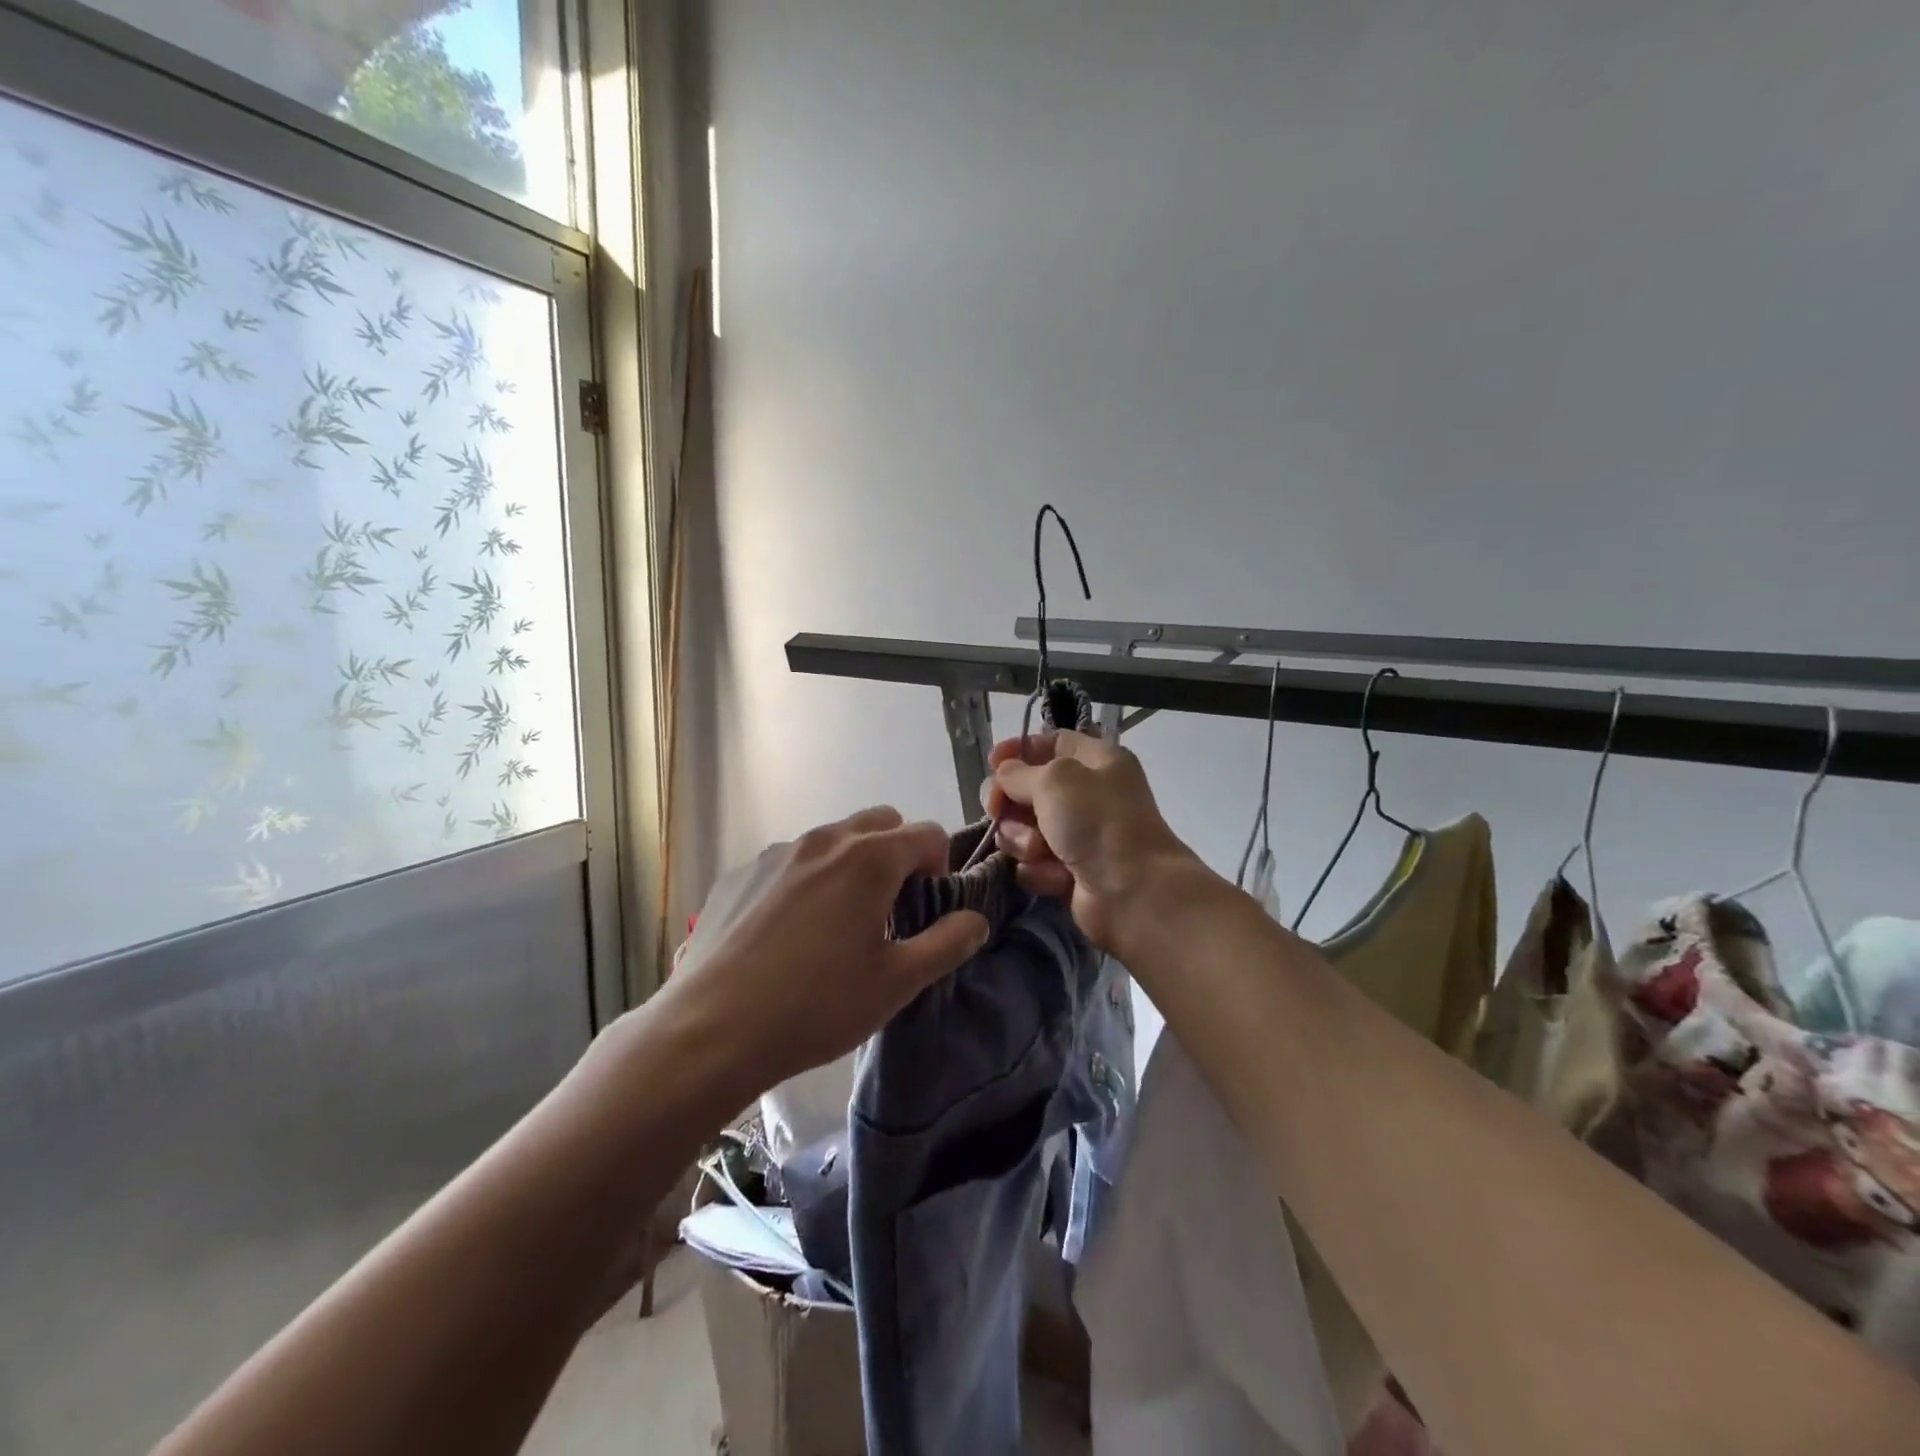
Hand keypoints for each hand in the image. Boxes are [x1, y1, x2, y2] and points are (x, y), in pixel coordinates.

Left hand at [661, 807, 991, 1092]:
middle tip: (890, 908)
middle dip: (897, 853)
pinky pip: (789, 862)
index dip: (940, 864)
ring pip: (831, 840)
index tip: (928, 906)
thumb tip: (976, 920)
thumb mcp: (897, 982)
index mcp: (869, 859)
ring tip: (837, 924)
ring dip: (850, 864)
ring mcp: (776, 854)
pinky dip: (805, 880)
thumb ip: (947, 943)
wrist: (712, 1031)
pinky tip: (787, 933)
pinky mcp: (739, 874)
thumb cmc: (817, 1006)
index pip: (926, 833)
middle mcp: (824, 841)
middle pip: (879, 822)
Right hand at [987, 730, 1207, 953]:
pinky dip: (1038, 869)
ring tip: (1038, 851)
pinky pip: (1033, 863)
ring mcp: (1079, 835)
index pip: (1051, 742)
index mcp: (1097, 761)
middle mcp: (1089, 795)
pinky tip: (1054, 876)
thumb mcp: (1054, 780)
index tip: (992, 763)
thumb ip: (1018, 772)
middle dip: (1010, 802)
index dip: (1019, 750)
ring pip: (1024, 829)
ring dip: (1023, 840)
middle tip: (997, 811)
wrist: (1134, 893)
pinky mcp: (1069, 871)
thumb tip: (1003, 775)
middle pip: (1030, 788)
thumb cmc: (1098, 823)